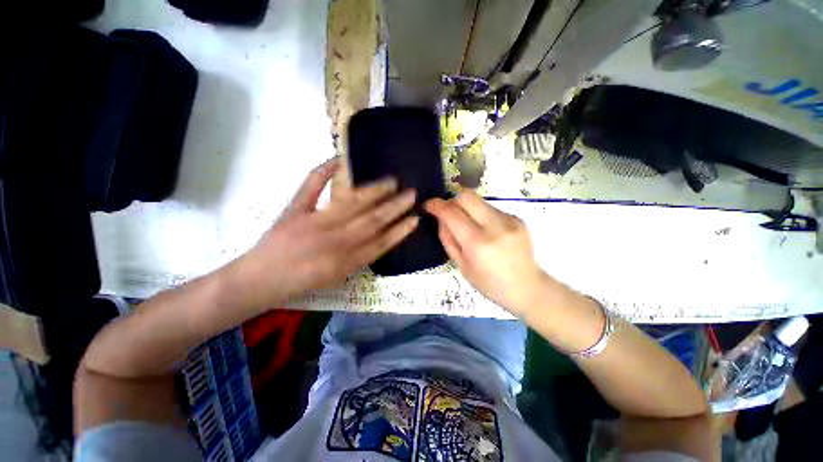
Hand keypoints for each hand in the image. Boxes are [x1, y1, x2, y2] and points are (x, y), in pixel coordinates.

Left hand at [227, 158, 418, 310]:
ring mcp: (314, 223)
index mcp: (345, 261)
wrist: (259, 281)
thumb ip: (359, 258)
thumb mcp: (336, 278)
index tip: (415, 217)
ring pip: (352, 204)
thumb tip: (379, 238)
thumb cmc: (301, 283)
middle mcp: (335, 241)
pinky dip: (322, 171)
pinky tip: (338, 160)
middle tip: (411, 193)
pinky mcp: (294, 211)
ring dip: (374, 191)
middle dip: (395, 207)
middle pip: (372, 220)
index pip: (381, 242)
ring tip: (391, 181)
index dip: (400, 230)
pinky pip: (310, 187)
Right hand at [425, 191, 549, 315]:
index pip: (452, 213)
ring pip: (479, 200)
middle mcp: (495, 226)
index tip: (428, 204)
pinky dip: (480, 214)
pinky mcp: (517, 218)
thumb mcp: (462, 266)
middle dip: (451, 199)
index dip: (436, 205)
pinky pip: (490, 208)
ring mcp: (509, 219)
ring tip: (466, 223)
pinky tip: (484, 229)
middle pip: (466, 196)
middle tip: (447, 211)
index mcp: (478, 243)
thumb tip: (440, 218)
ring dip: (466, 207)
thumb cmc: (490, 284)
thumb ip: (448, 239)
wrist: (528, 288)